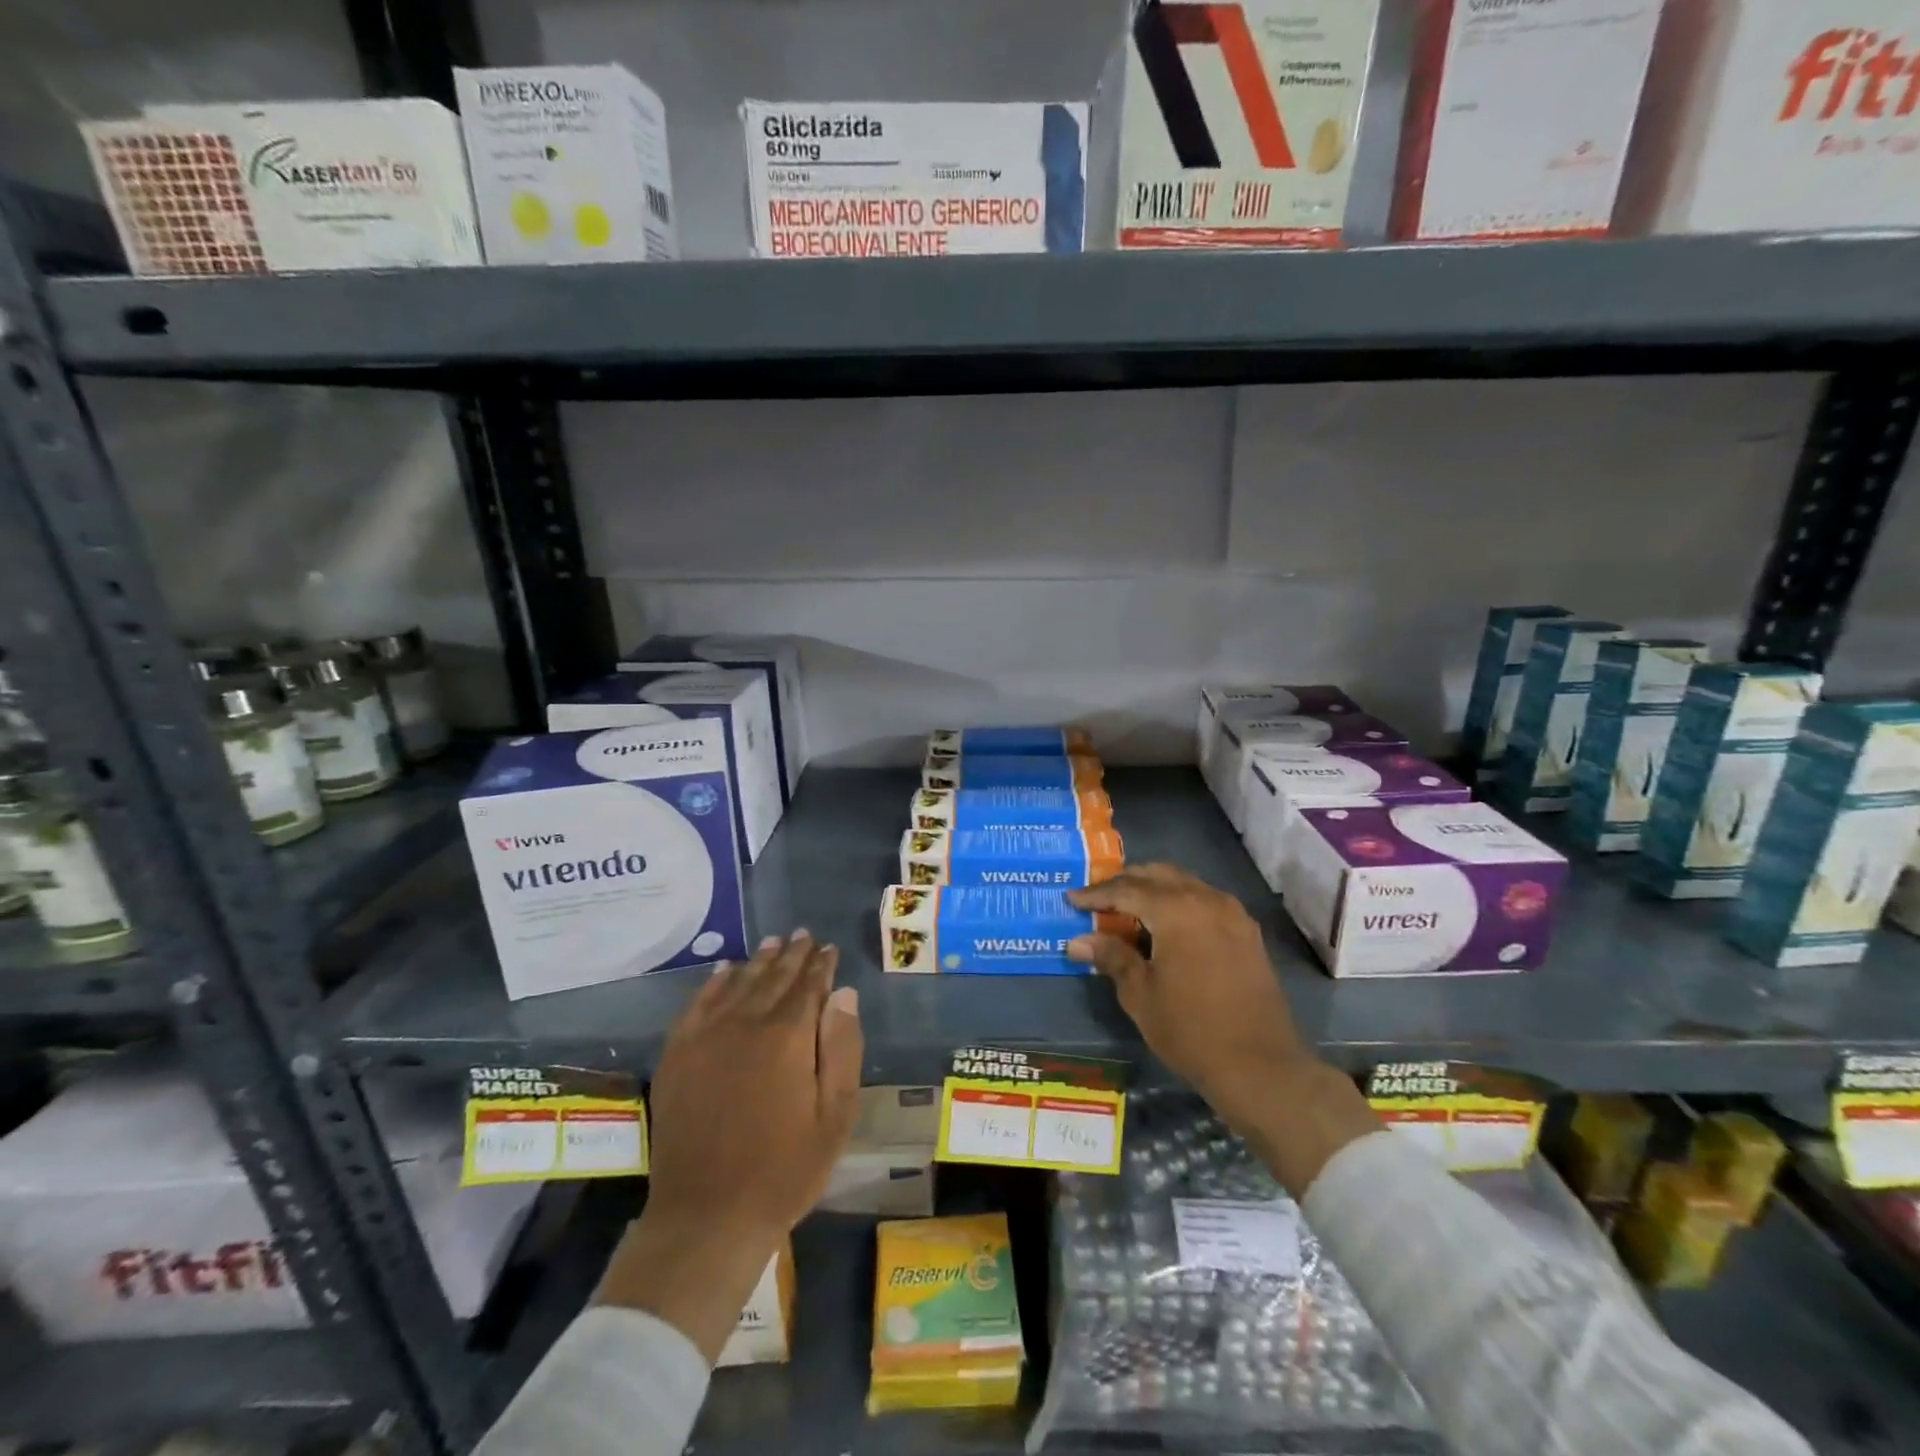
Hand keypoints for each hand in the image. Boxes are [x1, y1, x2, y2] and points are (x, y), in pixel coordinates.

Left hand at [595, 931, 862, 1360]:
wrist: (707, 1216)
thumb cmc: (784, 1170)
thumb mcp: (834, 1115)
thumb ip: (842, 1048)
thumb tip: (844, 993)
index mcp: (787, 1037)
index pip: (808, 986)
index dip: (820, 965)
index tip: (828, 948)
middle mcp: (745, 1024)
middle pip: (773, 978)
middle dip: (792, 955)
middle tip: (803, 935)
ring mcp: (706, 1037)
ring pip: (737, 984)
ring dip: (758, 961)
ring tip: (773, 942)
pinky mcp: (678, 1055)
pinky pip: (697, 1005)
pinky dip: (713, 983)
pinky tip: (723, 971)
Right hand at [1067, 865, 1303, 1116]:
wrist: (1261, 1066)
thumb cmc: (1191, 1030)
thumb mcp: (1140, 994)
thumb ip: (1111, 957)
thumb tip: (1077, 940)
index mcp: (1176, 909)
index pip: (1126, 889)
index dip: (1095, 894)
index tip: (1071, 899)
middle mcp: (1206, 899)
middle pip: (1157, 874)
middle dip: (1125, 882)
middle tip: (1098, 898)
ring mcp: (1232, 913)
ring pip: (1184, 883)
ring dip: (1153, 888)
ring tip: (1128, 909)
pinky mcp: (1246, 932)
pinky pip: (1204, 900)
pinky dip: (1179, 902)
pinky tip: (1166, 926)